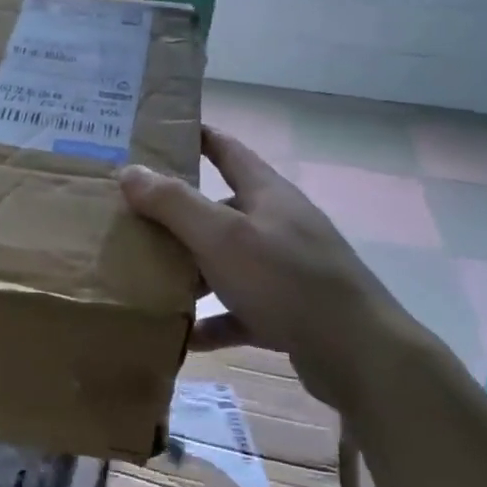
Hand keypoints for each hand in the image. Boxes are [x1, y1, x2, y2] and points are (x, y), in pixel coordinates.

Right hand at [119, 127, 434, 386]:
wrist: (355, 352)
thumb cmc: (285, 280)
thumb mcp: (222, 237)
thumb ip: (174, 204)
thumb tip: (130, 171)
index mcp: (267, 194)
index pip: (228, 150)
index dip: (197, 137)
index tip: (159, 134)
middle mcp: (278, 224)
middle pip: (222, 211)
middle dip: (179, 217)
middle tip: (134, 222)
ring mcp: (286, 269)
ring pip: (228, 262)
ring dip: (192, 272)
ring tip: (148, 281)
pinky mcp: (289, 311)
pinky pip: (240, 310)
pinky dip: (214, 320)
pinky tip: (183, 336)